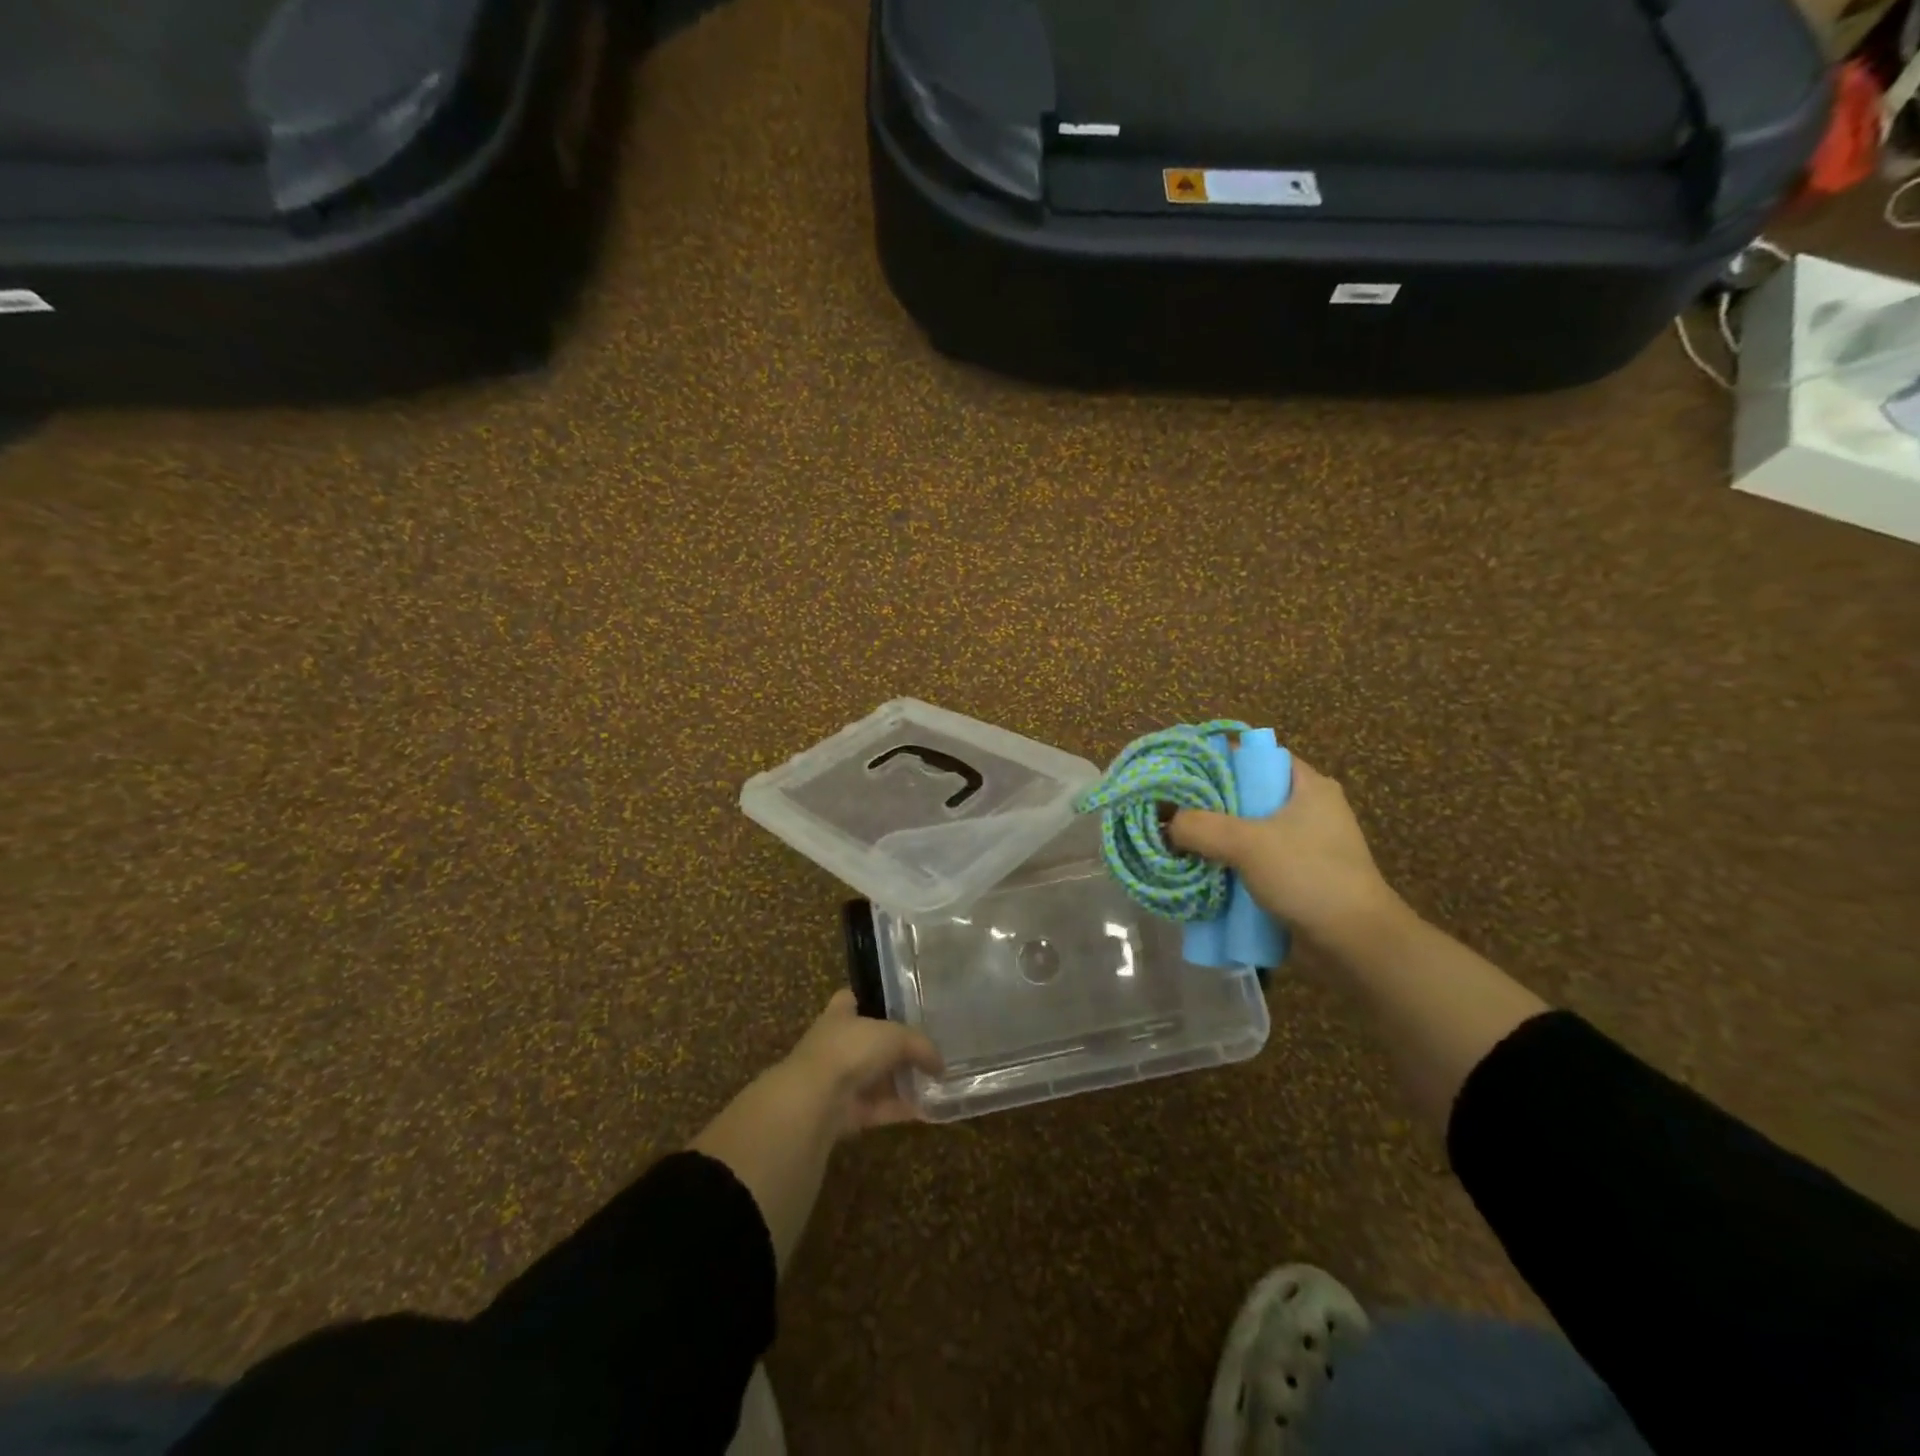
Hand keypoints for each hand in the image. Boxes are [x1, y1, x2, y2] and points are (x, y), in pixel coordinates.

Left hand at [773, 992, 943, 1140]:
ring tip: (933, 1081)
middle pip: (865, 1042)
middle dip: (890, 1047)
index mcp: (839, 1016)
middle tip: (924, 1049)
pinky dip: (900, 1109)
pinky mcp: (845, 1113)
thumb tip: (939, 1064)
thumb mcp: (894, 1037)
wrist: (817, 1099)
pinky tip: (927, 1110)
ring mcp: (838, 1080)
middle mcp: (835, 1045)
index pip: (848, 1000)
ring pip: (874, 1078)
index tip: (886, 1004)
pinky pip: (879, 1108)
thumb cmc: (851, 1050)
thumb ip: (920, 1046)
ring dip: (899, 1082)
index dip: (863, 999)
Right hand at [1168, 756, 1405, 954]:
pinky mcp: (1298, 875)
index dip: (1219, 759)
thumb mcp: (1247, 844)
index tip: (1182, 771)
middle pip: (1248, 793)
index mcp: (1308, 785)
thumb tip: (1166, 823)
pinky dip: (1230, 863)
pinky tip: (1202, 870)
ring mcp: (1305, 844)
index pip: (1256, 756)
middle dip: (1210, 803)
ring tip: (1178, 840)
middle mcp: (1308, 808)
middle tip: (1171, 809)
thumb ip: (1200, 826)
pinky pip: (1255, 859)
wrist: (1356, 944)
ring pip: (1248, 830)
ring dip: (1217, 838)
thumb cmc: (1308, 876)